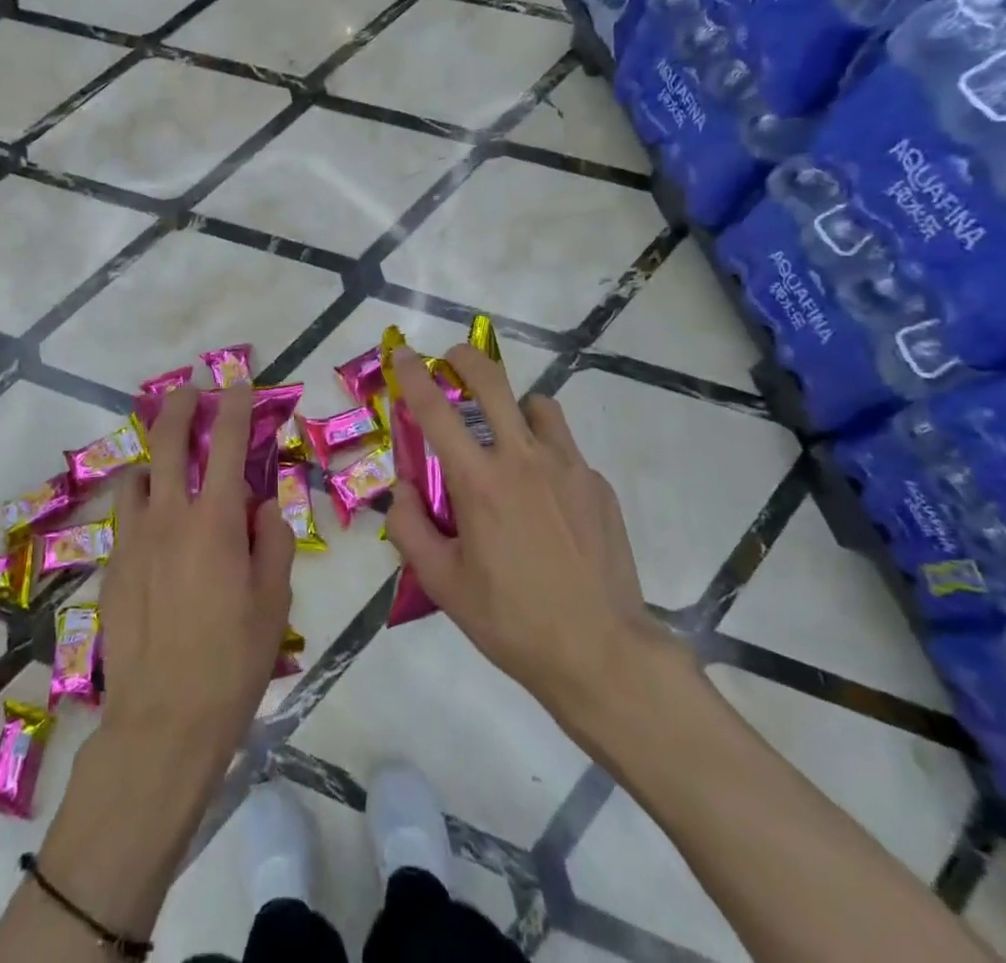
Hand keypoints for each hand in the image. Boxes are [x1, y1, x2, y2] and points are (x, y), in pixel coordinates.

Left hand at [97, 383, 295, 782]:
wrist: (163, 721)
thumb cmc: (233, 661)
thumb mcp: (274, 600)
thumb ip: (272, 540)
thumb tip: (263, 504)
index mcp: (214, 522)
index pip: (226, 444)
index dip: (234, 406)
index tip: (236, 383)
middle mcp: (169, 518)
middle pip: (169, 443)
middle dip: (179, 407)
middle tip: (188, 390)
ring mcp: (133, 541)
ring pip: (137, 477)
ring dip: (154, 458)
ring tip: (167, 461)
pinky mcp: (113, 568)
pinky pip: (126, 518)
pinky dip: (141, 503)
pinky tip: (153, 523)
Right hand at [383, 345, 687, 721]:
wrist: (602, 653)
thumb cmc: (512, 621)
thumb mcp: (443, 584)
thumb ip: (410, 528)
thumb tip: (402, 490)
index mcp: (479, 481)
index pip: (436, 410)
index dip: (414, 375)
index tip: (403, 353)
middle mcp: (523, 459)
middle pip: (493, 382)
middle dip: (466, 358)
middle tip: (453, 359)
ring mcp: (568, 466)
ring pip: (538, 405)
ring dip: (515, 408)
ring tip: (509, 439)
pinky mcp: (597, 484)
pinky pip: (566, 449)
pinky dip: (547, 455)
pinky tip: (547, 500)